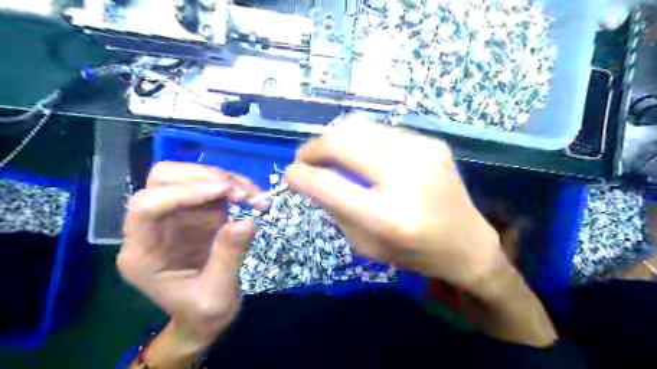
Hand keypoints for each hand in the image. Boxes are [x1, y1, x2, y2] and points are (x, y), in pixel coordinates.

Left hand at [118, 163, 262, 350]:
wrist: (204, 318)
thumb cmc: (202, 312)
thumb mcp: (217, 294)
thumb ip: (229, 256)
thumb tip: (248, 220)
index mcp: (143, 253)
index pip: (146, 207)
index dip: (183, 193)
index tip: (225, 191)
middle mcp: (154, 227)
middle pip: (163, 180)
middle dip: (205, 178)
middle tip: (241, 193)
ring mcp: (176, 216)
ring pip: (189, 177)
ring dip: (224, 179)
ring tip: (254, 196)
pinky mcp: (198, 213)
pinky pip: (213, 187)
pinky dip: (235, 187)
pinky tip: (253, 198)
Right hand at [285, 119, 503, 292]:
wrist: (467, 242)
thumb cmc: (414, 253)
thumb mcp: (366, 245)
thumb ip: (335, 209)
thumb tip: (310, 179)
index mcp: (388, 217)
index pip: (327, 184)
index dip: (299, 176)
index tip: (289, 175)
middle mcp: (406, 177)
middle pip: (340, 142)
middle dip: (311, 148)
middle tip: (304, 160)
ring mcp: (423, 152)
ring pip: (358, 126)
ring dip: (334, 139)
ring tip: (329, 154)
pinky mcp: (432, 142)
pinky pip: (381, 131)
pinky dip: (361, 140)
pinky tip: (363, 156)